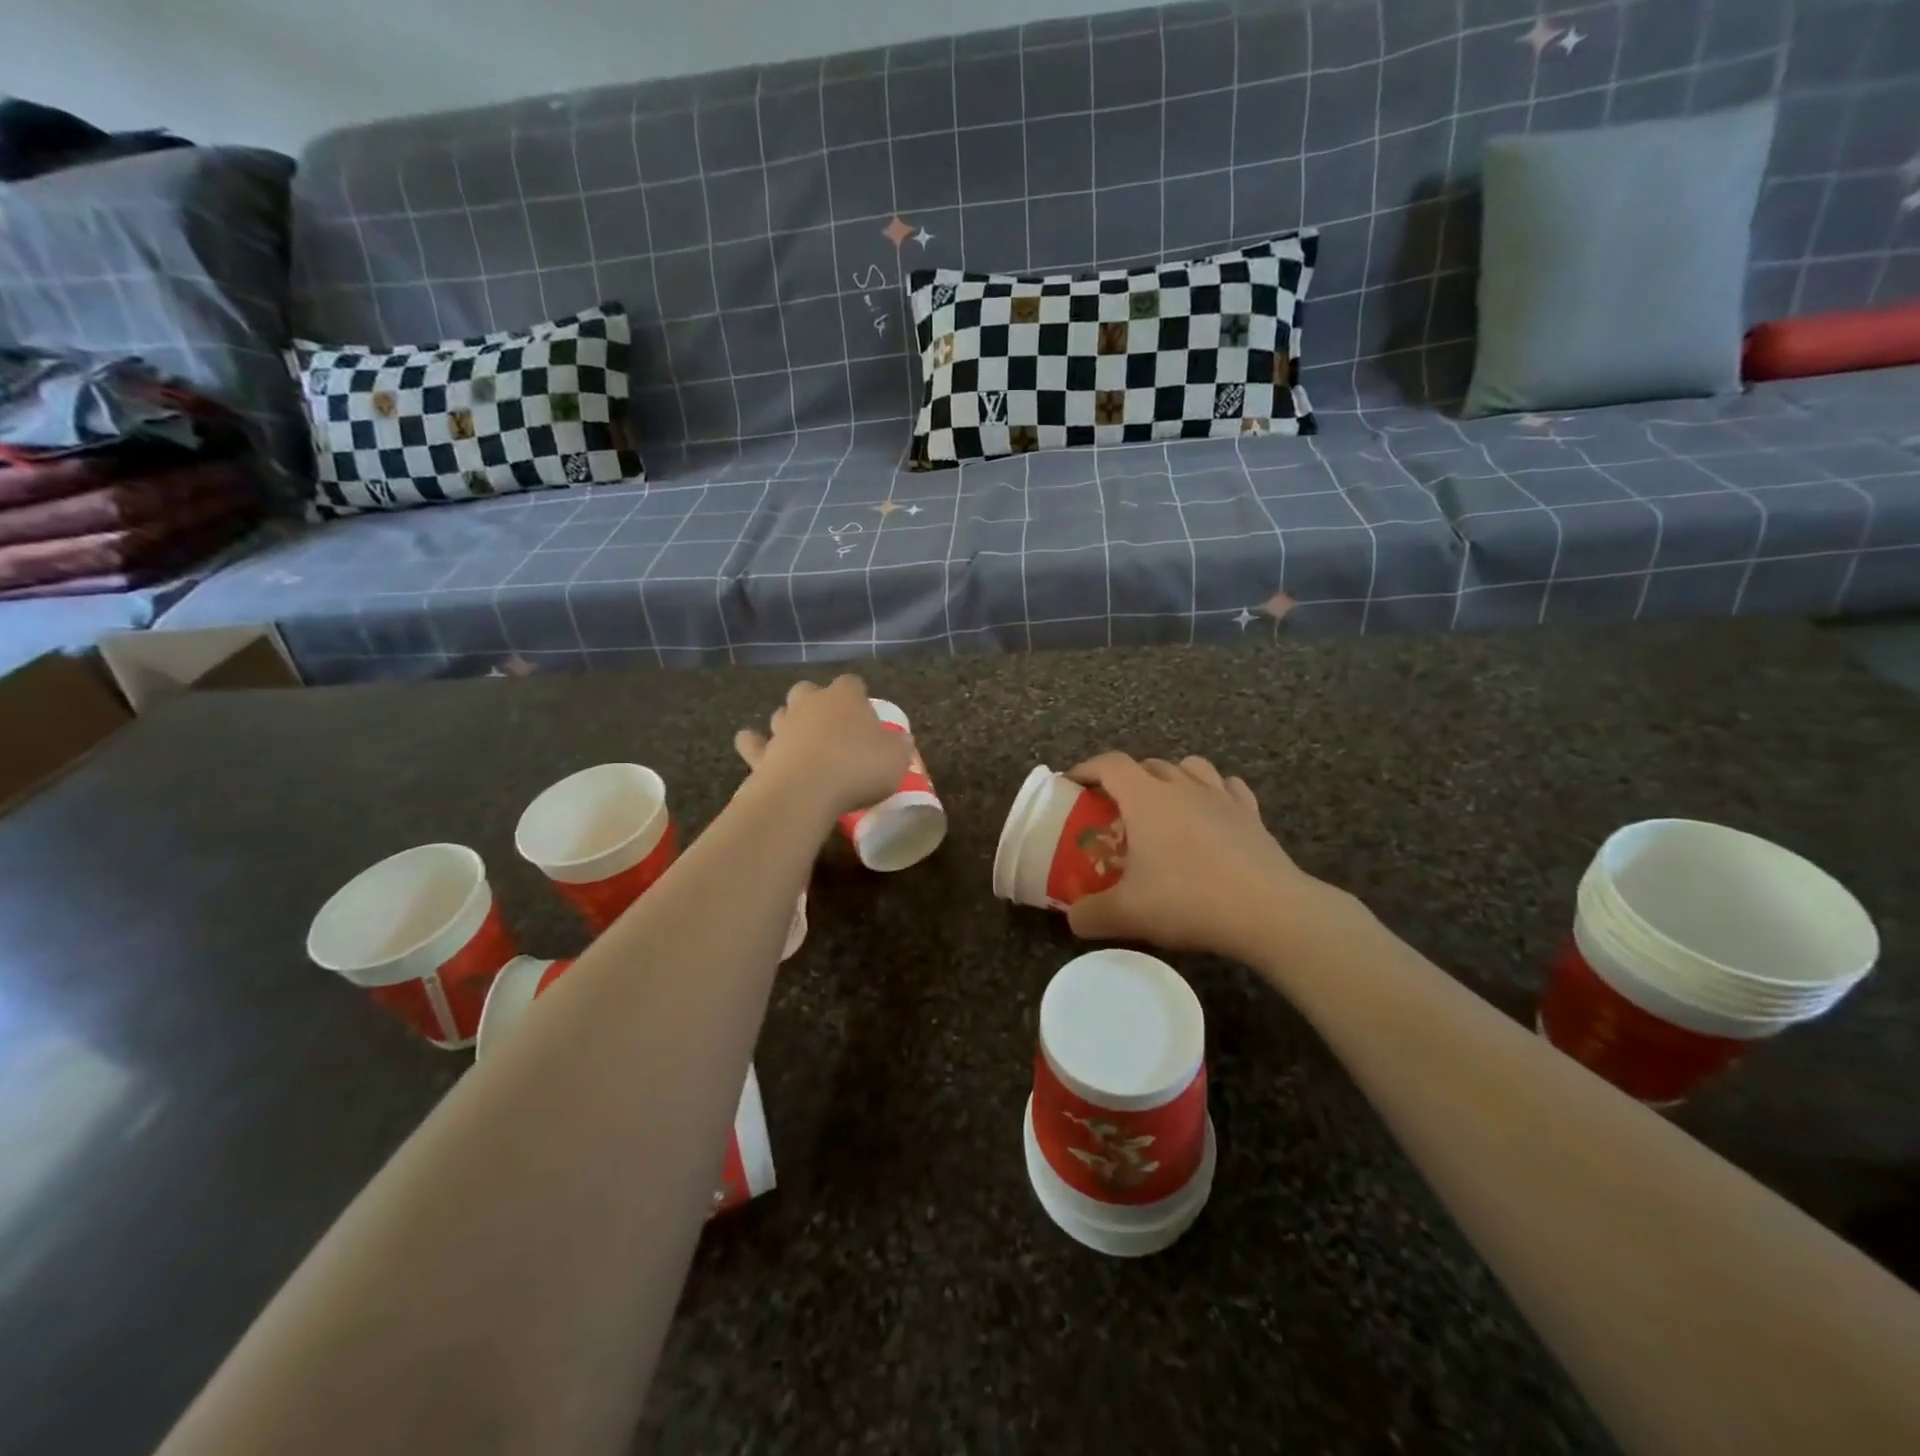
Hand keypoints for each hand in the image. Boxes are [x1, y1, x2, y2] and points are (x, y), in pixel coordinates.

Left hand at [734, 676, 912, 823]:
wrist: (806, 790)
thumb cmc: (857, 768)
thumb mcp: (895, 759)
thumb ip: (899, 747)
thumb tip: (902, 741)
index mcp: (845, 697)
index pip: (852, 683)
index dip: (858, 696)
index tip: (865, 715)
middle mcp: (810, 703)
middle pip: (809, 691)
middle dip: (816, 703)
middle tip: (830, 727)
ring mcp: (782, 726)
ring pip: (781, 713)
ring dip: (789, 723)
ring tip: (801, 743)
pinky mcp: (760, 752)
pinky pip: (752, 742)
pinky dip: (754, 743)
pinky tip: (757, 750)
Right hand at [1063, 753, 1334, 962]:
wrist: (1268, 911)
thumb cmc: (1188, 900)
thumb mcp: (1126, 914)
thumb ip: (1089, 914)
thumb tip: (1073, 918)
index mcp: (1146, 798)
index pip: (1109, 764)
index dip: (1086, 769)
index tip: (1072, 784)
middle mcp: (1182, 786)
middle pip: (1147, 764)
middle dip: (1125, 778)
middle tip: (1114, 807)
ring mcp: (1221, 797)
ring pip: (1190, 767)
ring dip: (1170, 777)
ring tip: (1163, 803)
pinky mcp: (1251, 814)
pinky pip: (1228, 787)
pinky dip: (1214, 791)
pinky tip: (1211, 811)